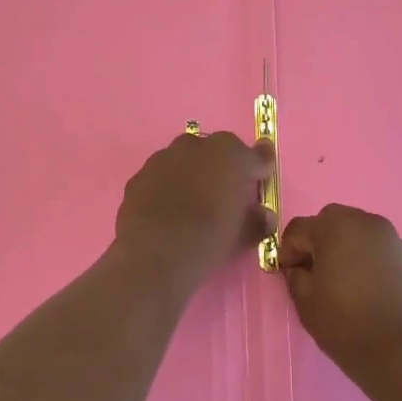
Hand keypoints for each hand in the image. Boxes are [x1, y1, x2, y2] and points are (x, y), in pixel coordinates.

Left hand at [115, 131, 274, 287]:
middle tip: (224, 194)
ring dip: (191, 175)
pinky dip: (165, 189)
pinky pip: (159, 178)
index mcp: (230, 154)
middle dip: (221, 167)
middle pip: (215, 151)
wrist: (156, 254)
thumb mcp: (243, 235)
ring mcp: (162, 158)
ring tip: (192, 203)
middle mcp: (196, 146)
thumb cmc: (210, 239)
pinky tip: (166, 212)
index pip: (256, 156)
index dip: (260, 168)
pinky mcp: (138, 177)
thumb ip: (257, 221)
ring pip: (183, 160)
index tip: (262, 177)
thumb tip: (264, 216)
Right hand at [277, 204, 401, 380]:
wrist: (401, 351)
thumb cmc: (345, 324)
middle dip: (317, 242)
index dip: (287, 252)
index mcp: (335, 227)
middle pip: (330, 222)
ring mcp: (391, 238)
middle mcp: (365, 222)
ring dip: (342, 248)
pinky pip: (376, 248)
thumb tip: (300, 268)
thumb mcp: (304, 301)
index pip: (298, 229)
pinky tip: (364, 287)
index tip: (288, 276)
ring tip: (340, 281)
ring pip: (356, 232)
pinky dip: (365, 258)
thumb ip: (295, 275)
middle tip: (314, 274)